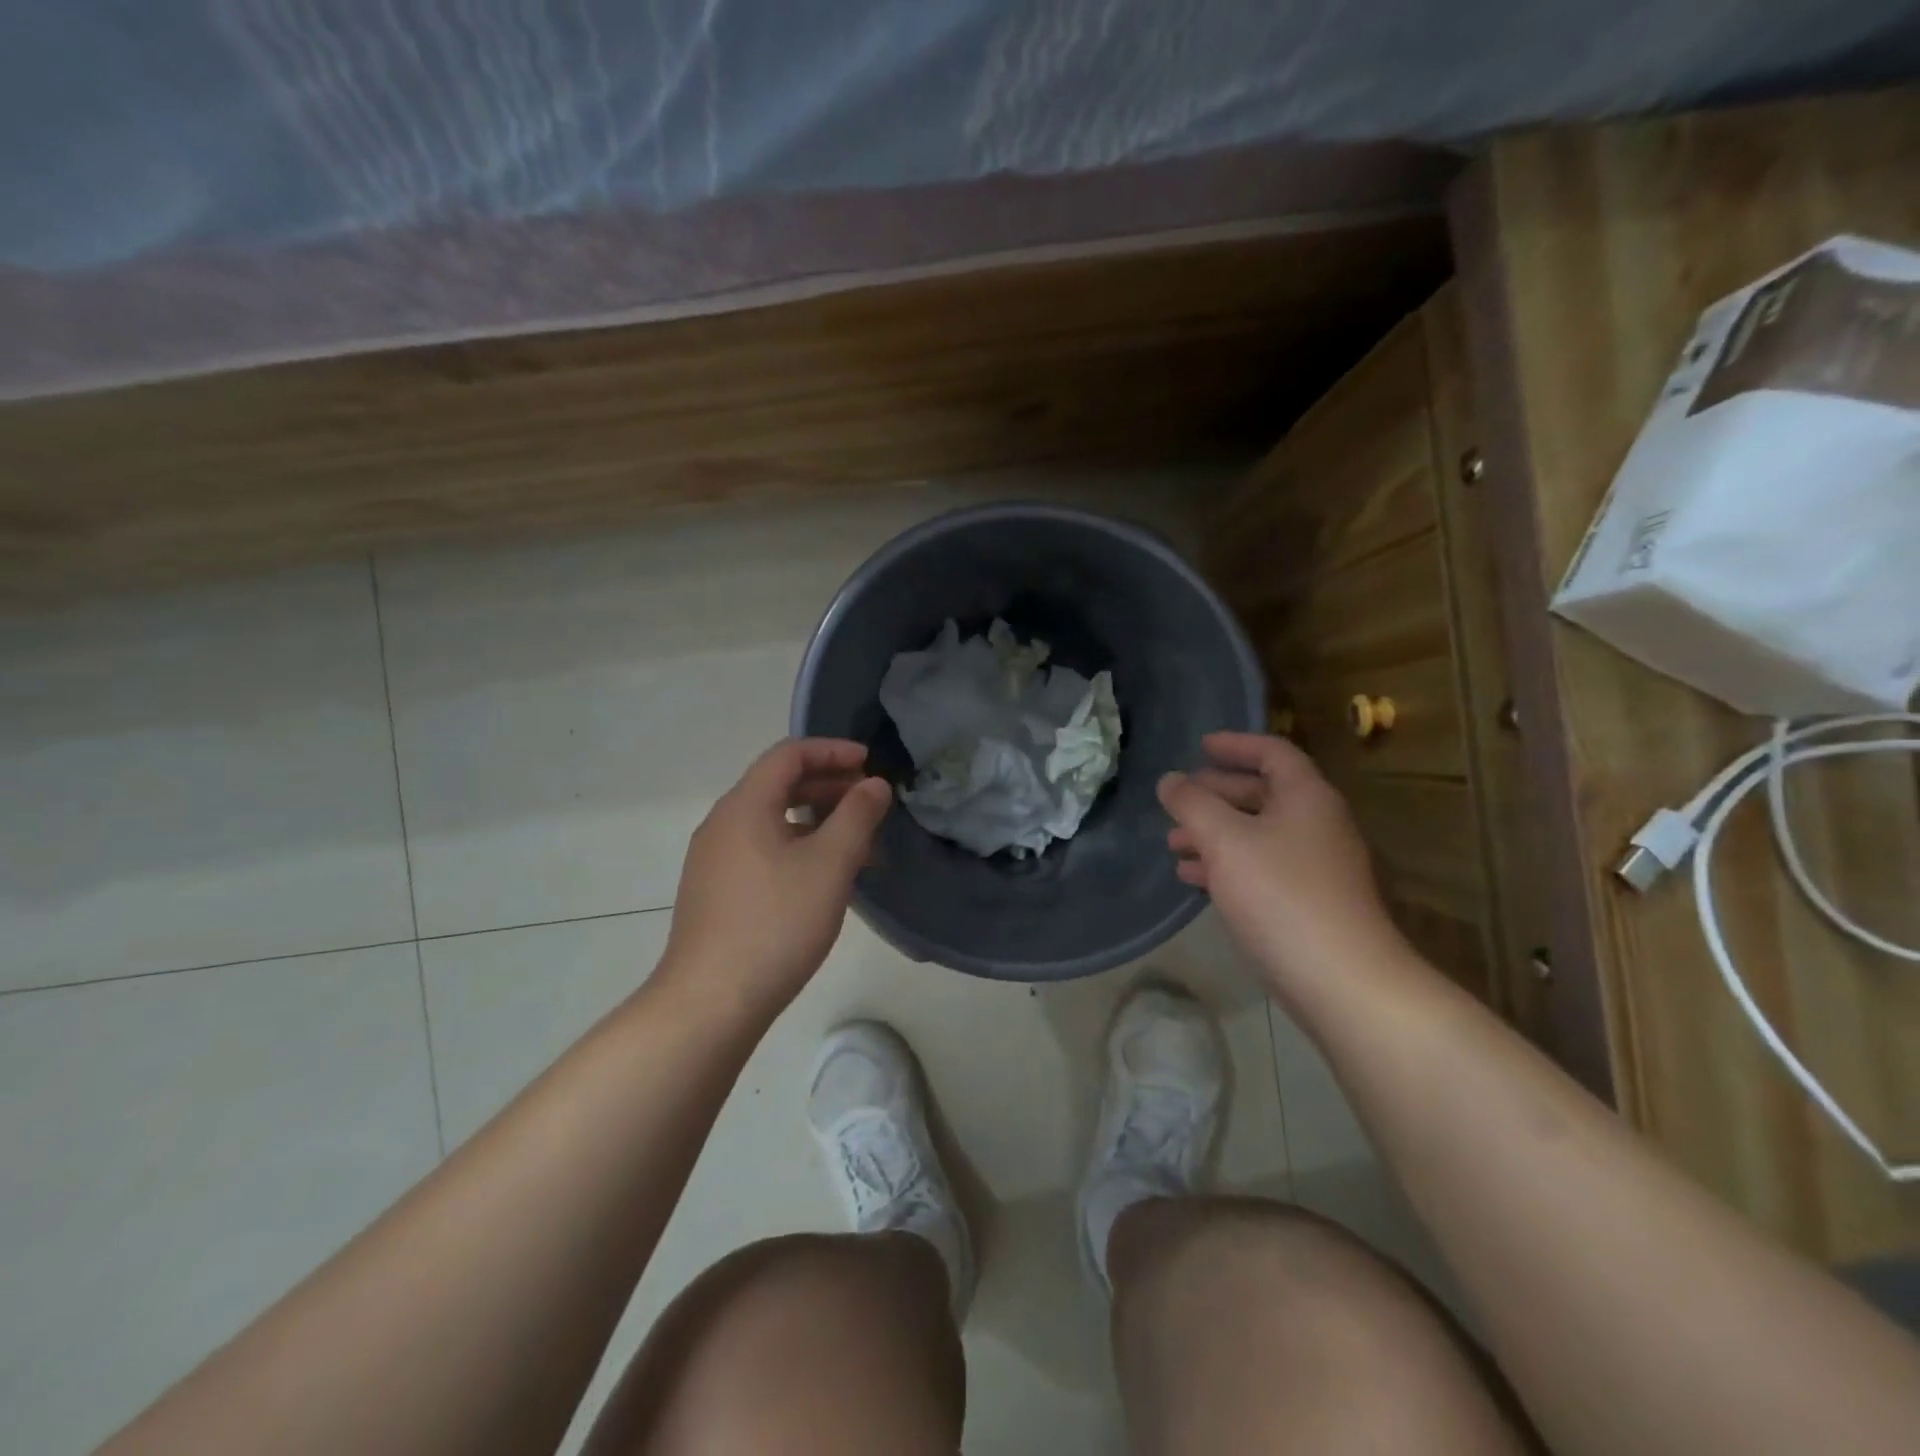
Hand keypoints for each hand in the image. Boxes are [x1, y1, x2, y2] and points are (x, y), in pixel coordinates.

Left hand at [660, 739, 891, 1020]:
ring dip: (818, 821)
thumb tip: (874, 784)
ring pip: (773, 821)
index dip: (832, 751)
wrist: (710, 1002)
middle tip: (870, 802)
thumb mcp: (830, 864)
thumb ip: (857, 816)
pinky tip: (825, 879)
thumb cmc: (776, 923)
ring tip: (859, 845)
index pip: (788, 755)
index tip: (870, 763)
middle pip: (779, 785)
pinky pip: (762, 850)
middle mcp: (722, 824)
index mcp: (744, 806)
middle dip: (829, 786)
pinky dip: (798, 848)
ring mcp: (714, 860)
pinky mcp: (716, 892)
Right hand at [1159, 732, 1406, 997]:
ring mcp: (1314, 865)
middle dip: (1216, 793)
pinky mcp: (1306, 901)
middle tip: (1178, 798)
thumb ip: (1192, 804)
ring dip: (1214, 832)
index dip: (1235, 744)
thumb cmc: (1281, 894)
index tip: (1200, 745)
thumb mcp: (1225, 840)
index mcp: (1305, 796)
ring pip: (1256, 833)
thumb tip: (1170, 780)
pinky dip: (1225, 864)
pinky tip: (1193, 877)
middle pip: (1262, 793)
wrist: (1341, 979)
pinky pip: (1259, 867)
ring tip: (1172, 843)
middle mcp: (1316, 823)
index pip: (1272, 752)